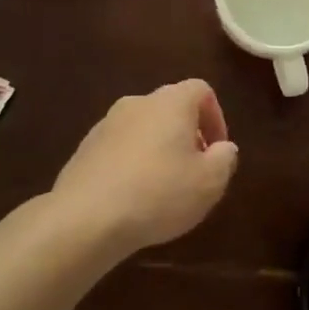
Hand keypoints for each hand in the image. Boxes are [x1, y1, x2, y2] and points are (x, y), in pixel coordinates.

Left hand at [52, 80, 238, 250]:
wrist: (85, 219)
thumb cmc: (159, 193)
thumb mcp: (210, 182)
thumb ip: (225, 159)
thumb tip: (223, 148)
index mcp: (171, 102)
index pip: (201, 90)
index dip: (216, 117)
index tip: (217, 151)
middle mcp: (137, 103)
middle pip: (170, 108)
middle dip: (186, 135)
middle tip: (193, 170)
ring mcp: (105, 125)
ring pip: (143, 129)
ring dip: (158, 150)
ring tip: (163, 188)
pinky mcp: (83, 150)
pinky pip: (119, 150)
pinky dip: (131, 165)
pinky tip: (133, 198)